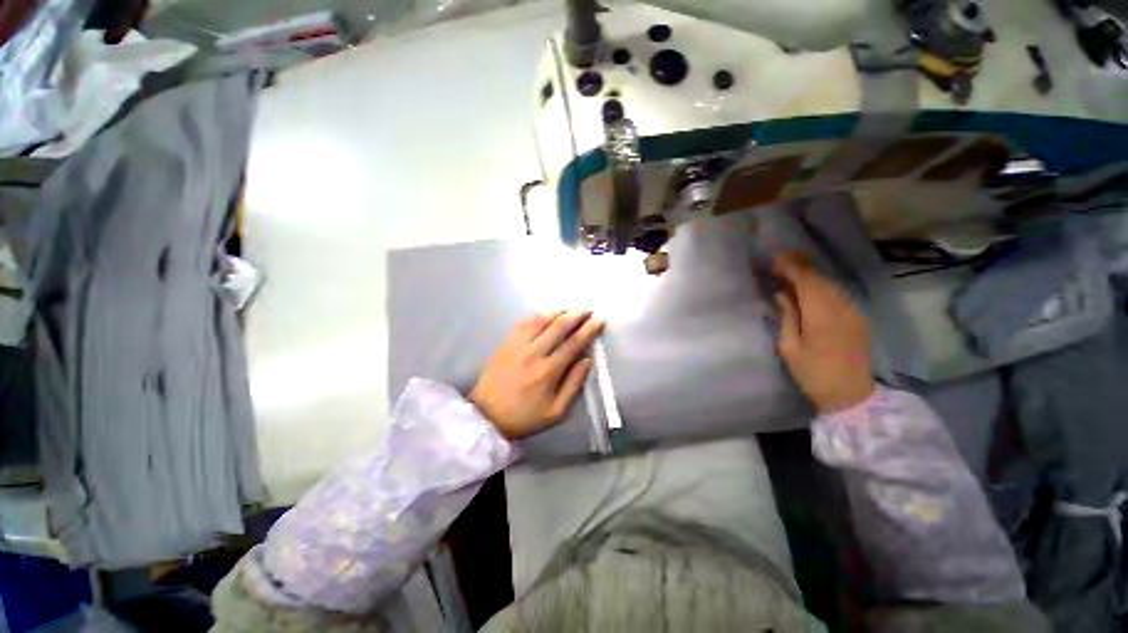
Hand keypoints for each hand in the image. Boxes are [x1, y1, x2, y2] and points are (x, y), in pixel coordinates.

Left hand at [471, 310, 604, 439]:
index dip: (589, 329)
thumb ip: (574, 384)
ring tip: (570, 309)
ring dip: (558, 311)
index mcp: (549, 371)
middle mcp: (534, 352)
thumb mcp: (556, 411)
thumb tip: (587, 359)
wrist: (487, 416)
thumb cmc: (525, 417)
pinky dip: (538, 315)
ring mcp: (517, 345)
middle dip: (577, 314)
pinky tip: (546, 314)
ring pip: (541, 320)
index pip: (574, 343)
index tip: (599, 319)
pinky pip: (523, 322)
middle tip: (588, 309)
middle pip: (559, 326)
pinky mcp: (506, 343)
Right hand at [774, 252, 875, 412]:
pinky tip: (808, 287)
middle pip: (820, 277)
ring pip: (830, 283)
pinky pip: (837, 293)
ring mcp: (853, 311)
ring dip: (810, 274)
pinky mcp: (857, 317)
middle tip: (778, 258)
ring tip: (789, 269)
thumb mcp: (789, 347)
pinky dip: (820, 285)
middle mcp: (842, 307)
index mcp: (822, 315)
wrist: (851, 395)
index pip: (806, 280)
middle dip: (799, 265)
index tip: (774, 256)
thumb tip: (781, 293)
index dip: (790, 265)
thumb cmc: (813, 373)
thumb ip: (787, 316)